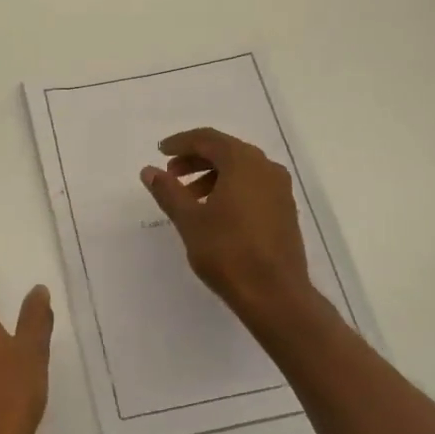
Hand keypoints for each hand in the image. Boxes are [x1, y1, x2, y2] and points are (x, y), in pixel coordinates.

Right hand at [142, 128, 316, 321]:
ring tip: (189, 197)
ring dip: (212, 174)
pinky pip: (253, 185)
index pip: (208, 139)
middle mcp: (266, 168)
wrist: (275, 294)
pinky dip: (230, 187)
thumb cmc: (228, 252)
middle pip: (226, 151)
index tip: (161, 152)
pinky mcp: (285, 209)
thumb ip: (168, 191)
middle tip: (171, 174)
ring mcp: (280, 189)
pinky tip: (214, 211)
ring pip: (241, 169)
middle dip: (196, 159)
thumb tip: (149, 171)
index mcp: (243, 163)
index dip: (181, 143)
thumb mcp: (189, 220)